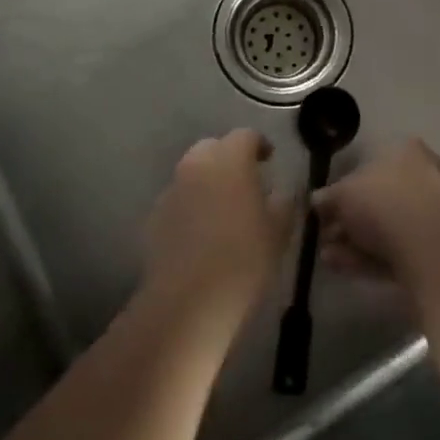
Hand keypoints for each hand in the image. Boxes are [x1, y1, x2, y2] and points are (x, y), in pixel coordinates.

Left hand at [143, 130, 294, 327]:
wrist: (188, 303)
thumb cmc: (244, 260)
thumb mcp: (279, 231)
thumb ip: (283, 202)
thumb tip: (282, 191)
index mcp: (229, 160)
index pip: (246, 136)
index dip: (259, 145)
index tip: (269, 160)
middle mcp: (196, 165)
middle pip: (214, 148)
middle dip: (230, 158)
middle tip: (246, 182)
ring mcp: (172, 189)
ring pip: (193, 173)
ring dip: (208, 181)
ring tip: (224, 209)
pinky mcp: (155, 216)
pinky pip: (179, 199)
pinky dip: (191, 205)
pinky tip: (202, 232)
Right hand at [314, 139, 439, 293]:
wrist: (428, 245)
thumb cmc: (382, 201)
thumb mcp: (343, 193)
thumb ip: (328, 197)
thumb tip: (317, 200)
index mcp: (404, 151)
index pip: (369, 163)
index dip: (342, 187)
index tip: (324, 207)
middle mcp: (422, 177)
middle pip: (377, 198)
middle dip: (347, 219)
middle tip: (323, 235)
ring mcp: (431, 215)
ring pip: (384, 227)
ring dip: (352, 242)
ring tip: (325, 256)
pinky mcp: (432, 250)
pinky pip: (393, 250)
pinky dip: (366, 257)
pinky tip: (340, 266)